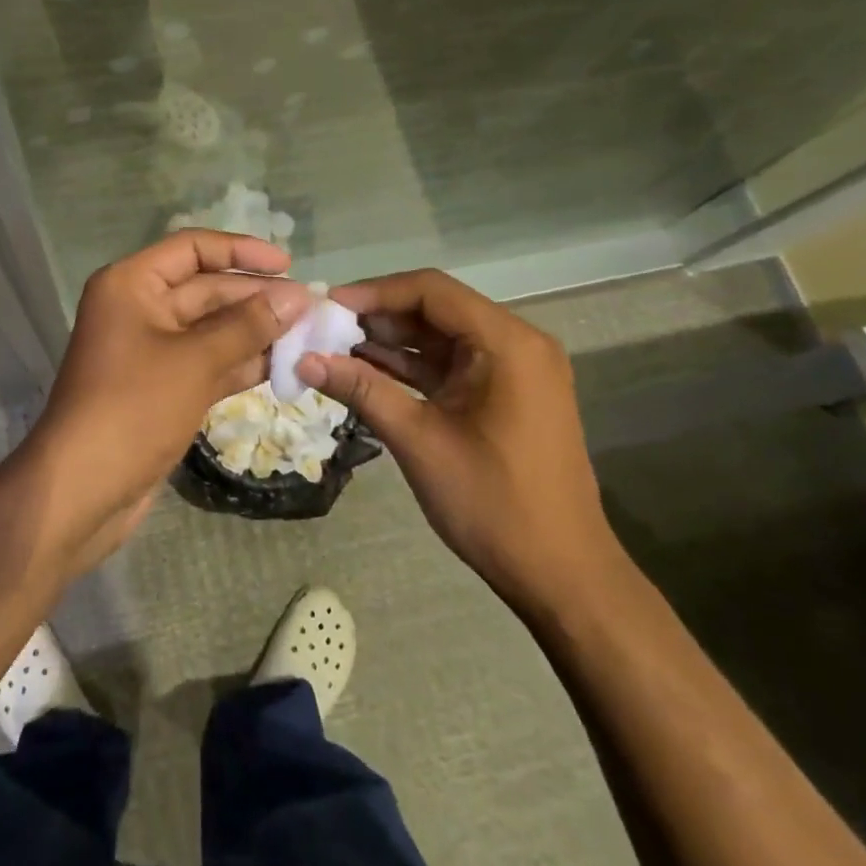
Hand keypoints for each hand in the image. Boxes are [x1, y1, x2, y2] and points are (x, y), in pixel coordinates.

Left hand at [23, 231, 310, 568]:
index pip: (193, 247)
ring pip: (212, 329)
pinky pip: (208, 363)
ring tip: (309, 335)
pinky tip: (284, 366)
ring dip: (256, 332)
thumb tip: (297, 298)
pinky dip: (241, 364)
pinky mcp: (162, 388)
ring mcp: (151, 351)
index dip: (241, 251)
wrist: (82, 491)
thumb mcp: (196, 361)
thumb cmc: (134, 409)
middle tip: (312, 308)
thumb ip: (248, 325)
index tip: (288, 264)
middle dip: (257, 297)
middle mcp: (139, 309)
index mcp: (132, 285)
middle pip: (206, 289)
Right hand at [295, 269, 627, 617]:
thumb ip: (362, 390)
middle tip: (324, 328)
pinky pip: (453, 366)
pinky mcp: (507, 395)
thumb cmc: (493, 503)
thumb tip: (304, 360)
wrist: (561, 575)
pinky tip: (367, 371)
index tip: (327, 306)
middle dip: (379, 316)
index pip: (432, 291)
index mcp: (508, 343)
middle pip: (437, 309)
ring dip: (392, 341)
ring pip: (442, 338)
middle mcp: (517, 344)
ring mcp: (514, 370)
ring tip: (335, 348)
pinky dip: (413, 367)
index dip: (375, 292)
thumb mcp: (419, 441)